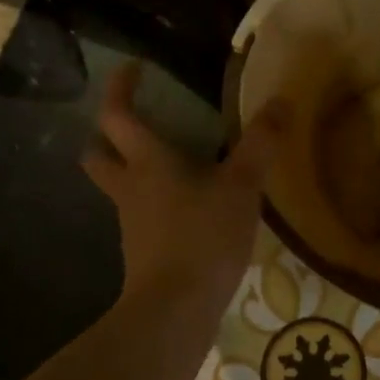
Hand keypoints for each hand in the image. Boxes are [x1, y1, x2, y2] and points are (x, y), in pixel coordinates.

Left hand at [80, 61, 289, 312]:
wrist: (175, 310)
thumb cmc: (203, 237)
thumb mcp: (242, 187)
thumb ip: (261, 144)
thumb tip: (281, 101)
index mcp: (148, 162)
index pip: (117, 115)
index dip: (119, 88)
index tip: (133, 69)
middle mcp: (130, 188)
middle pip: (98, 154)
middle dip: (107, 137)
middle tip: (134, 125)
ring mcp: (131, 223)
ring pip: (119, 187)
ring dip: (132, 171)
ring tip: (171, 166)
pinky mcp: (142, 252)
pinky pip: (140, 216)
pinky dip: (154, 205)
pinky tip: (186, 211)